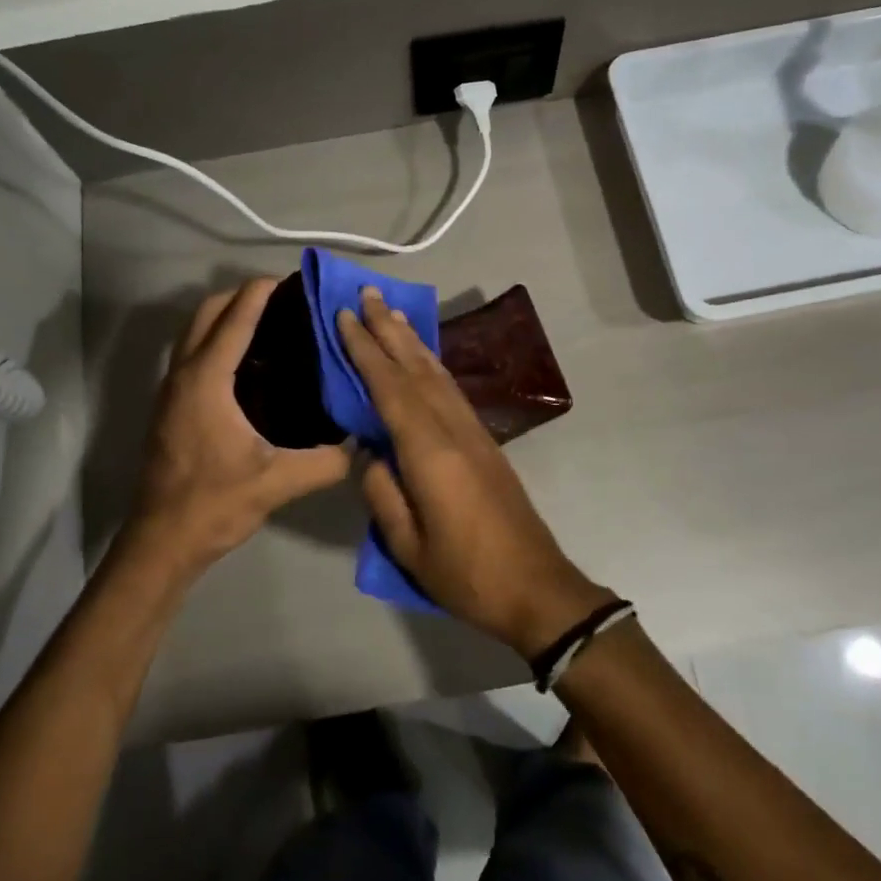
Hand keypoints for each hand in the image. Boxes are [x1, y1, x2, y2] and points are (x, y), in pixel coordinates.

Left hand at [125, 279, 350, 578]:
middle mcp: (183, 375)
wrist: (161, 541)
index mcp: (206, 382)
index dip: (259, 294)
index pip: (234, 321)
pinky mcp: (170, 407)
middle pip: (206, 314)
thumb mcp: (277, 483)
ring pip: (193, 333)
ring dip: (225, 318)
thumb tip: (363, 444)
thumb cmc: (214, 504)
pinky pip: (192, 354)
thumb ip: (326, 462)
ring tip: (268, 324)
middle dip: (240, 297)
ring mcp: (171, 390)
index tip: (287, 279)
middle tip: (281, 300)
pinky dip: (216, 341)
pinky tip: (249, 365)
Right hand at [336, 286, 614, 658]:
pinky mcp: (485, 441)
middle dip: (389, 329)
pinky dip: (431, 364)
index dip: (365, 350)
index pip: (389, 387)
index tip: (345, 316)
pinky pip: (451, 389)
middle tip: (366, 293)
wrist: (536, 586)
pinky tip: (423, 358)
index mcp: (429, 450)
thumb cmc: (466, 572)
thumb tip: (369, 450)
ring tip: (391, 313)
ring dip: (412, 340)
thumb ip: (381, 490)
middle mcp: (453, 428)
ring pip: (437, 373)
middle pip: (416, 367)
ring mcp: (473, 431)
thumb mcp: (407, 544)